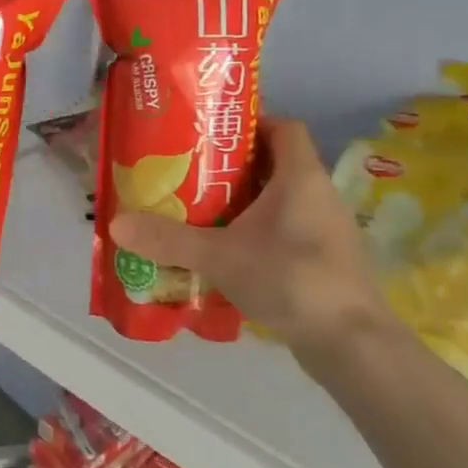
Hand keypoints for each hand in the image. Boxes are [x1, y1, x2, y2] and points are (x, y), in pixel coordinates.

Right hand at [108, 118, 393, 373]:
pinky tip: (227, 253)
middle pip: (275, 163)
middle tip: (190, 174)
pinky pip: (286, 232)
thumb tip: (115, 223)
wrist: (353, 345)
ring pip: (280, 201)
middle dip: (233, 167)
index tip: (211, 136)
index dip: (250, 123)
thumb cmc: (291, 279)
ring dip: (244, 203)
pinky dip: (258, 234)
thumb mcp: (220, 256)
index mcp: (300, 177)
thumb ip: (169, 239)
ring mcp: (326, 230)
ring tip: (200, 212)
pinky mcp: (325, 261)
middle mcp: (318, 195)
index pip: (283, 127)